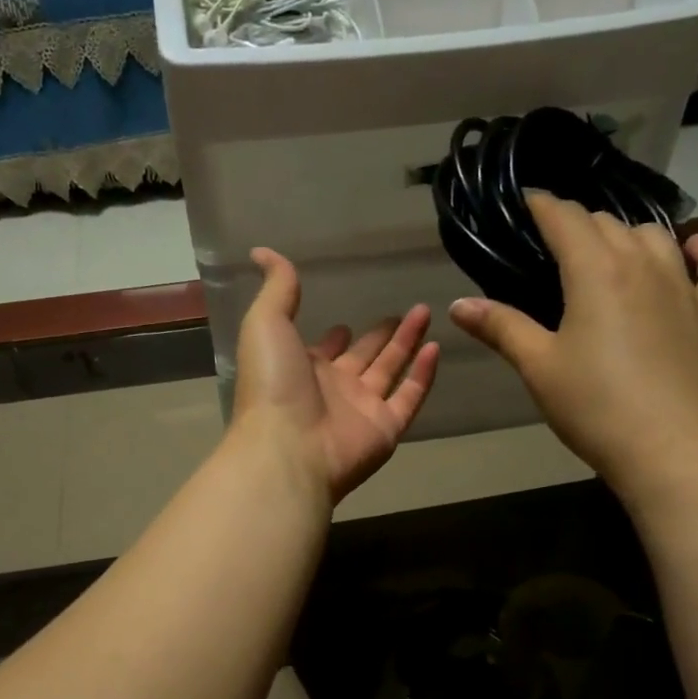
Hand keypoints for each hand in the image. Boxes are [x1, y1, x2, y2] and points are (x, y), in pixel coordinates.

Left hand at [231, 248, 439, 503]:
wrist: (288, 447)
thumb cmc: (274, 384)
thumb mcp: (266, 323)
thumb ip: (277, 288)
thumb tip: (262, 250)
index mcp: (302, 368)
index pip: (324, 350)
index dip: (335, 337)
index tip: (346, 321)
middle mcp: (333, 389)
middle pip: (363, 358)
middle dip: (379, 337)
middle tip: (400, 315)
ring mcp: (361, 410)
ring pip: (390, 372)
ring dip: (406, 344)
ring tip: (424, 314)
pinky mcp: (386, 428)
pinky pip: (410, 397)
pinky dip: (423, 375)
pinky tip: (435, 348)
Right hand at [449, 192, 697, 513]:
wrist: (673, 449)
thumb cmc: (595, 407)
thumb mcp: (539, 367)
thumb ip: (501, 328)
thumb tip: (458, 305)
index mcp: (596, 271)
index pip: (565, 219)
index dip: (543, 205)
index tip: (526, 202)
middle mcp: (644, 264)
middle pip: (609, 224)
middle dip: (579, 224)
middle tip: (555, 245)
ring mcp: (685, 287)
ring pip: (656, 238)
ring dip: (628, 235)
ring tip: (609, 250)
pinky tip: (695, 248)